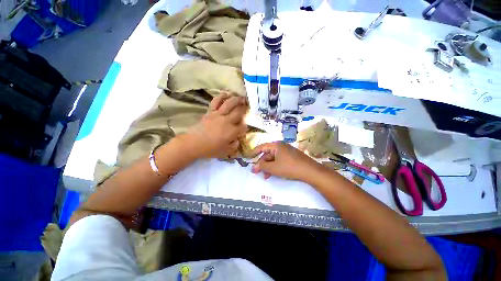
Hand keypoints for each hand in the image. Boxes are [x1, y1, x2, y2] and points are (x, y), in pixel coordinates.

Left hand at [185, 93, 247, 158]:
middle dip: (245, 109)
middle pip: (239, 112)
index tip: (245, 128)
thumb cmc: (210, 149)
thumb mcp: (225, 152)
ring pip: (229, 104)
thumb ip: (234, 146)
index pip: (243, 127)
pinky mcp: (210, 112)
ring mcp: (218, 115)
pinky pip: (216, 102)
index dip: (246, 127)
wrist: (193, 144)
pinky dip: (221, 97)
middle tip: (248, 106)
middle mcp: (227, 121)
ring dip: (236, 99)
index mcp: (232, 131)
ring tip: (241, 97)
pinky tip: (225, 94)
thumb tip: (238, 140)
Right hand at [250, 142, 320, 181]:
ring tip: (265, 176)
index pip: (262, 147)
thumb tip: (253, 167)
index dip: (254, 152)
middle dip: (262, 163)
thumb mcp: (273, 167)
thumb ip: (262, 166)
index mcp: (276, 145)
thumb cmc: (289, 167)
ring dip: (268, 167)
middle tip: (256, 172)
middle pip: (268, 154)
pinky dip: (275, 167)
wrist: (310, 171)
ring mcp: (287, 151)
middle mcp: (281, 146)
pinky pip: (279, 160)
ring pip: (273, 159)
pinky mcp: (291, 157)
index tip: (249, 158)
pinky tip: (273, 174)